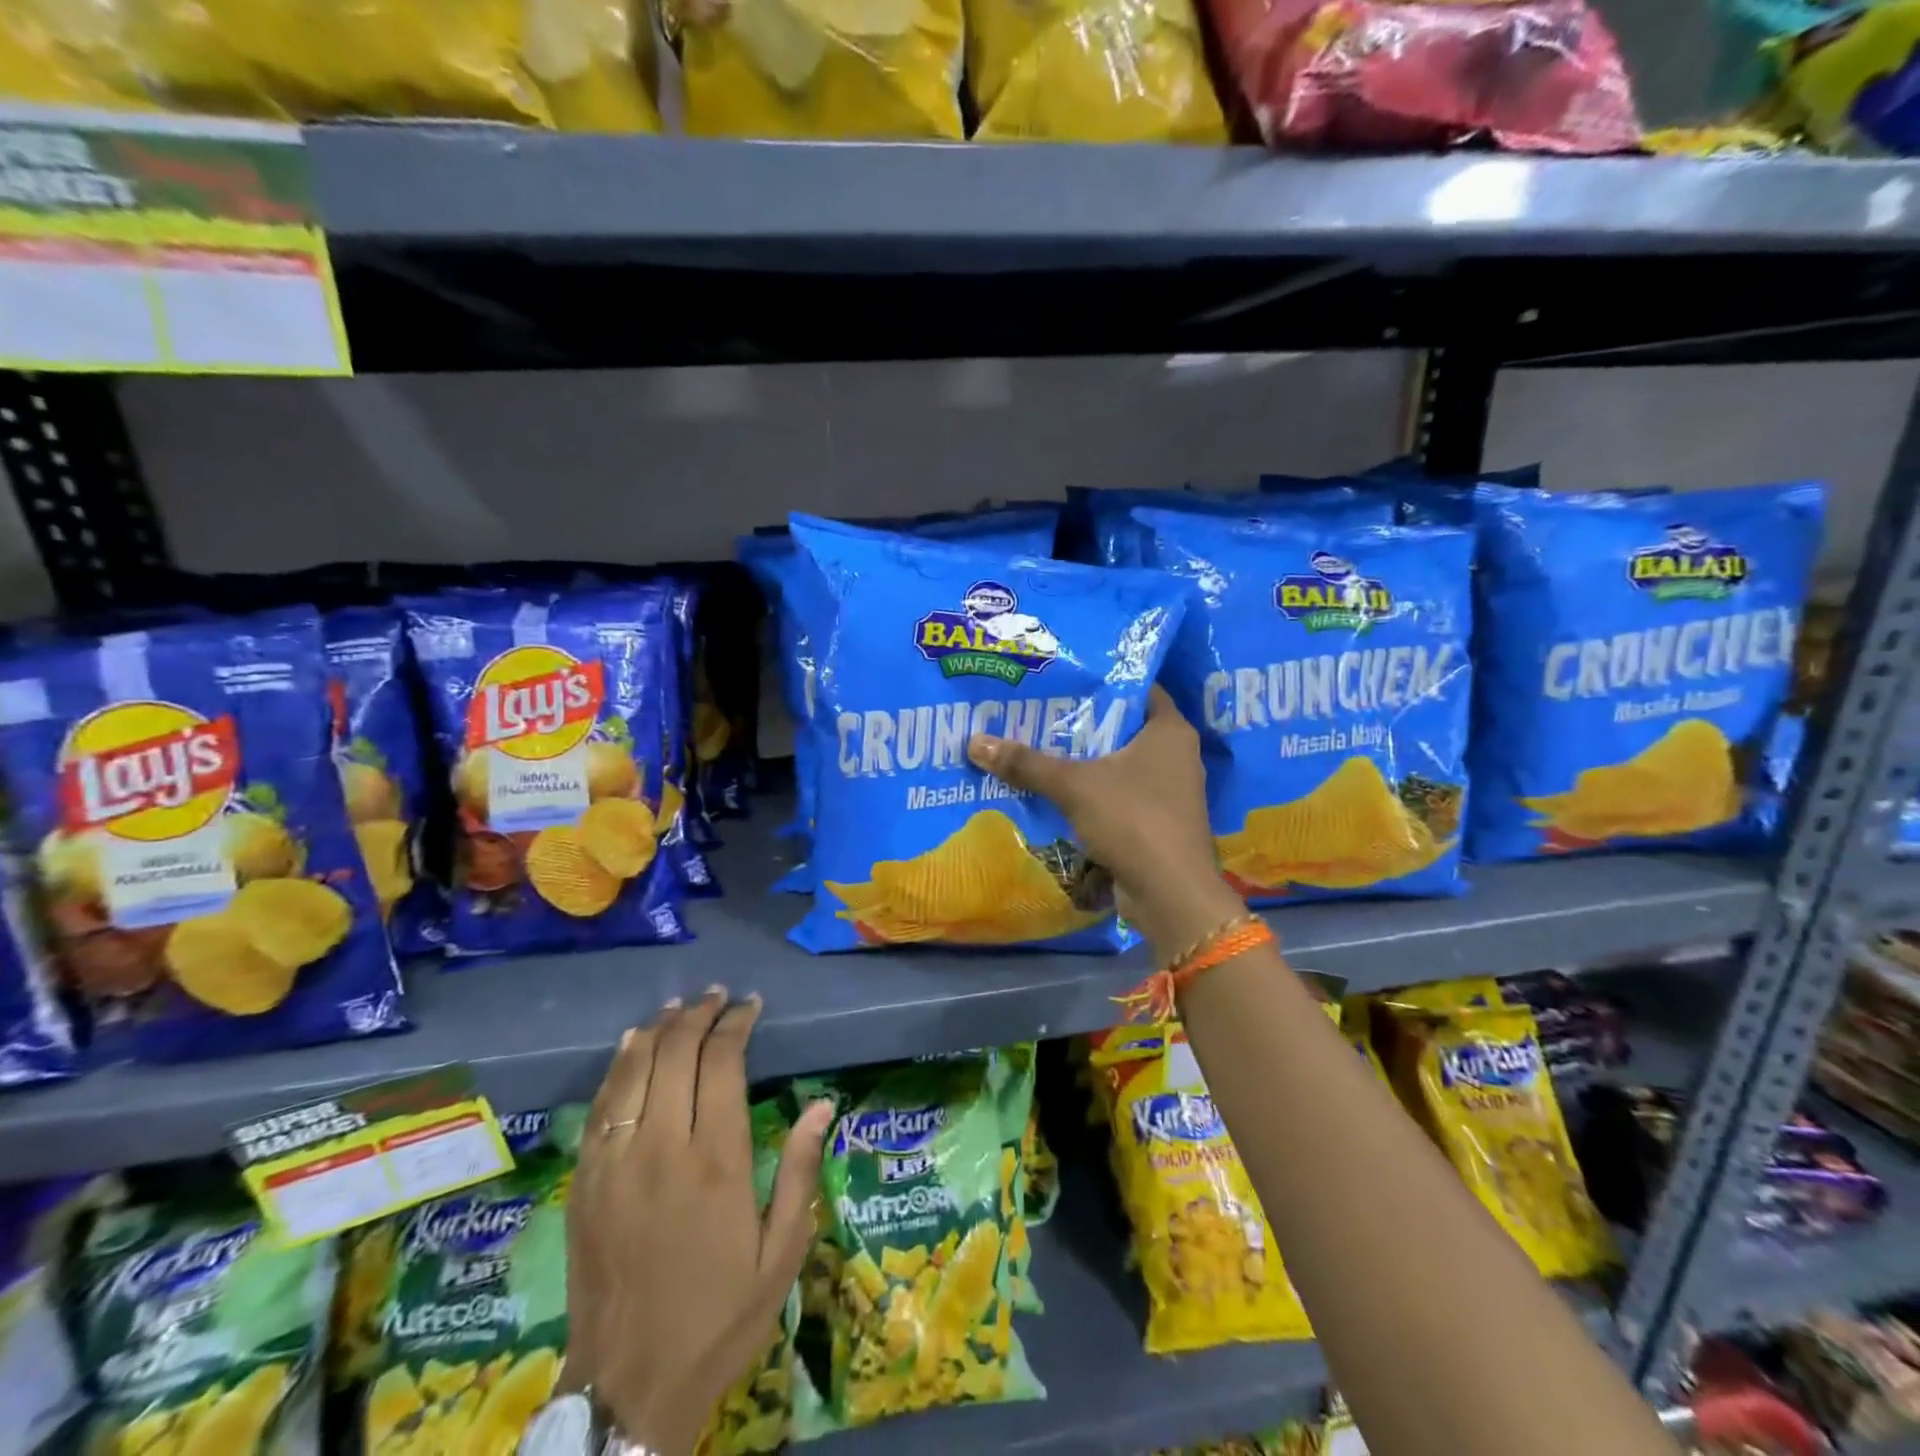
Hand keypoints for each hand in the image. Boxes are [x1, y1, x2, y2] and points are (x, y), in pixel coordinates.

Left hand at [563, 989, 833, 1454]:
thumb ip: (799, 1172)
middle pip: (675, 1053)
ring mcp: (616, 1163)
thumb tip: (823, 1103)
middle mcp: (662, 1148)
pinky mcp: (585, 1183)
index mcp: (716, 1161)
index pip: (722, 1063)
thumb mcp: (781, 1255)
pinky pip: (600, 1106)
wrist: (628, 1389)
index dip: (736, 1024)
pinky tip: (632, 1045)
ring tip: (680, 1007)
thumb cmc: (719, 1319)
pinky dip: (618, 1066)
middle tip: (718, 996)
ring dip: (659, 1030)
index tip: (750, 1005)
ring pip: (634, 1070)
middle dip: (699, 1015)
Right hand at [966, 685, 1242, 956]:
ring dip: (1085, 762)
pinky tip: (1056, 792)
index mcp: (1170, 730)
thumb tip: (974, 742)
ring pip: (1119, 765)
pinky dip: (1092, 793)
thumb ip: (1027, 763)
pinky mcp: (1157, 823)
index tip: (1063, 678)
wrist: (1170, 894)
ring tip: (1039, 748)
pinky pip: (1119, 796)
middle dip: (1083, 724)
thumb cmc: (1133, 820)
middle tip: (1039, 712)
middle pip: (1123, 728)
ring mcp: (1169, 792)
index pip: (1138, 689)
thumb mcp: (1074, 785)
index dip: (1102, 681)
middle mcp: (1176, 755)